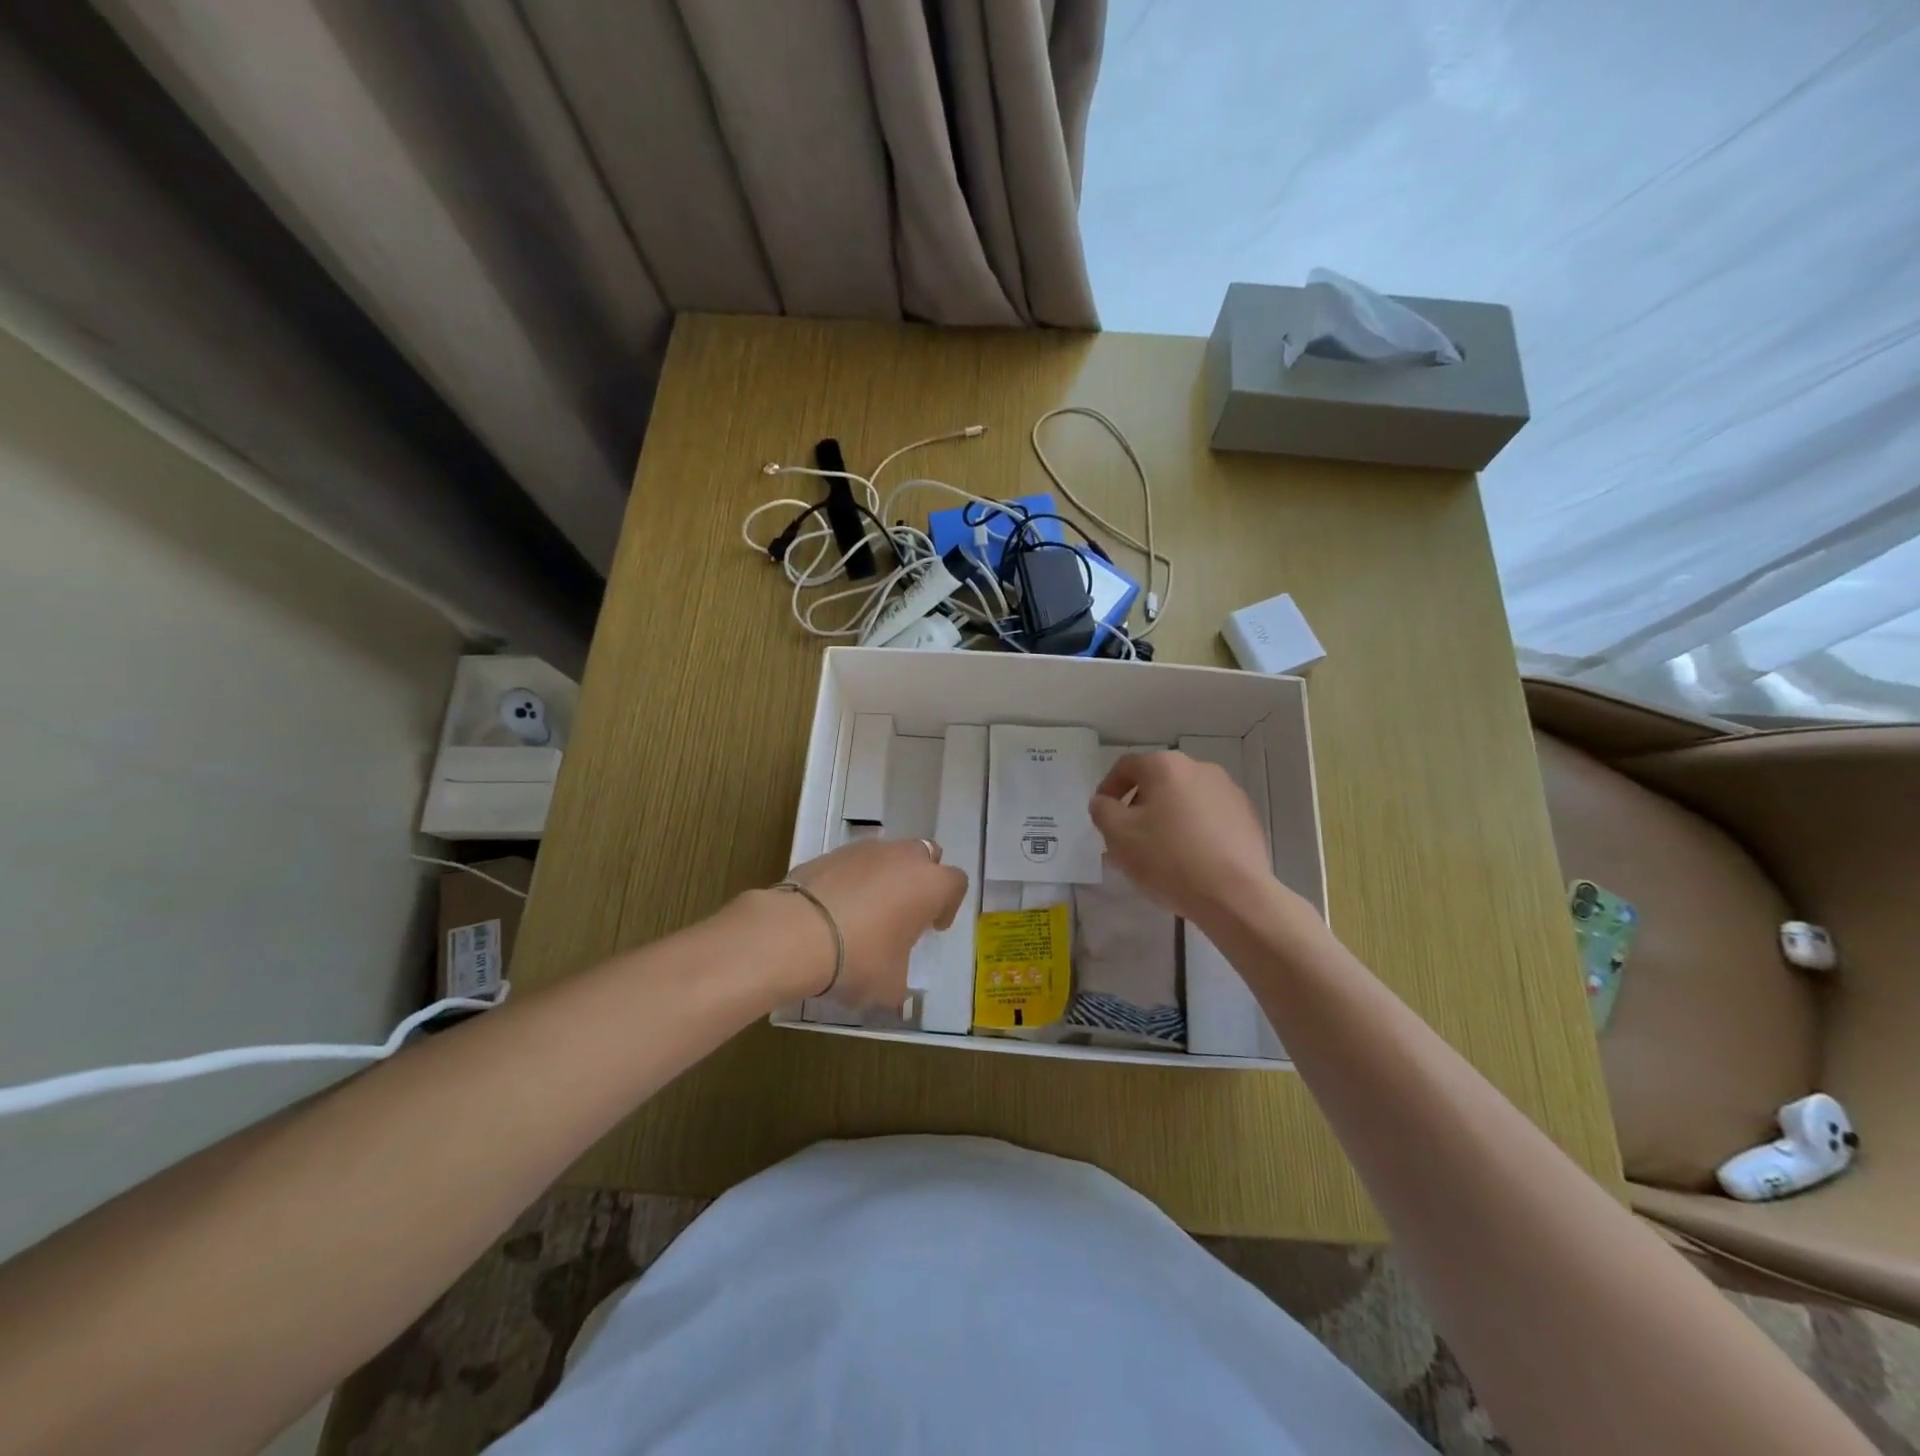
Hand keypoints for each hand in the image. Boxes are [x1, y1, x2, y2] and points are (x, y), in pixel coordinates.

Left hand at [781, 838, 967, 1006]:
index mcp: (929, 884)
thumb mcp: (888, 986)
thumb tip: (895, 997)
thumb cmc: (860, 958)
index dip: (948, 905)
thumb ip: (899, 986)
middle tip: (904, 911)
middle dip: (920, 880)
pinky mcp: (831, 853)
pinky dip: (852, 880)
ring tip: (865, 912)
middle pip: (925, 856)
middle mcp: (903, 857)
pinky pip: (853, 863)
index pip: (956, 883)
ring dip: (885, 877)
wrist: (797, 932)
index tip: (932, 928)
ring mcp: (865, 850)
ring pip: (887, 855)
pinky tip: (836, 909)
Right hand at [1089, 751, 1281, 926]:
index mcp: (1166, 766)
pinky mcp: (1247, 816)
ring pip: (1184, 800)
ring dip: (1166, 818)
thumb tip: (1105, 802)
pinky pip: (1208, 817)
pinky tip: (1190, 859)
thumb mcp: (1118, 835)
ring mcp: (1228, 791)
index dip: (1108, 789)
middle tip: (1128, 838)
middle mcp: (1200, 768)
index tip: (1103, 816)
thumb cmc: (1169, 858)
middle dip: (1138, 806)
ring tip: (1159, 853)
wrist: (1235, 894)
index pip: (1126, 767)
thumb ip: (1103, 810)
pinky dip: (1193, 830)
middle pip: (1157, 782)